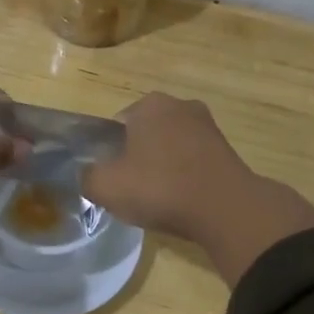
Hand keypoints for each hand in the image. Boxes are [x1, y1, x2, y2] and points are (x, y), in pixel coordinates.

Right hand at [82, 94, 252, 239]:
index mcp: (149, 104)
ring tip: (157, 198)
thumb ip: (87, 177)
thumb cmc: (159, 188)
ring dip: (162, 167)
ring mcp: (208, 126)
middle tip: (131, 189)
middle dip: (136, 157)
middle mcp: (180, 105)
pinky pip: (193, 161)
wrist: (224, 209)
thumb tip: (88, 175)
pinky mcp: (227, 150)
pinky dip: (184, 177)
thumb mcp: (105, 186)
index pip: (116, 124)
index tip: (110, 176)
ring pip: (170, 147)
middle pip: (145, 134)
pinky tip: (180, 201)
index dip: (109, 152)